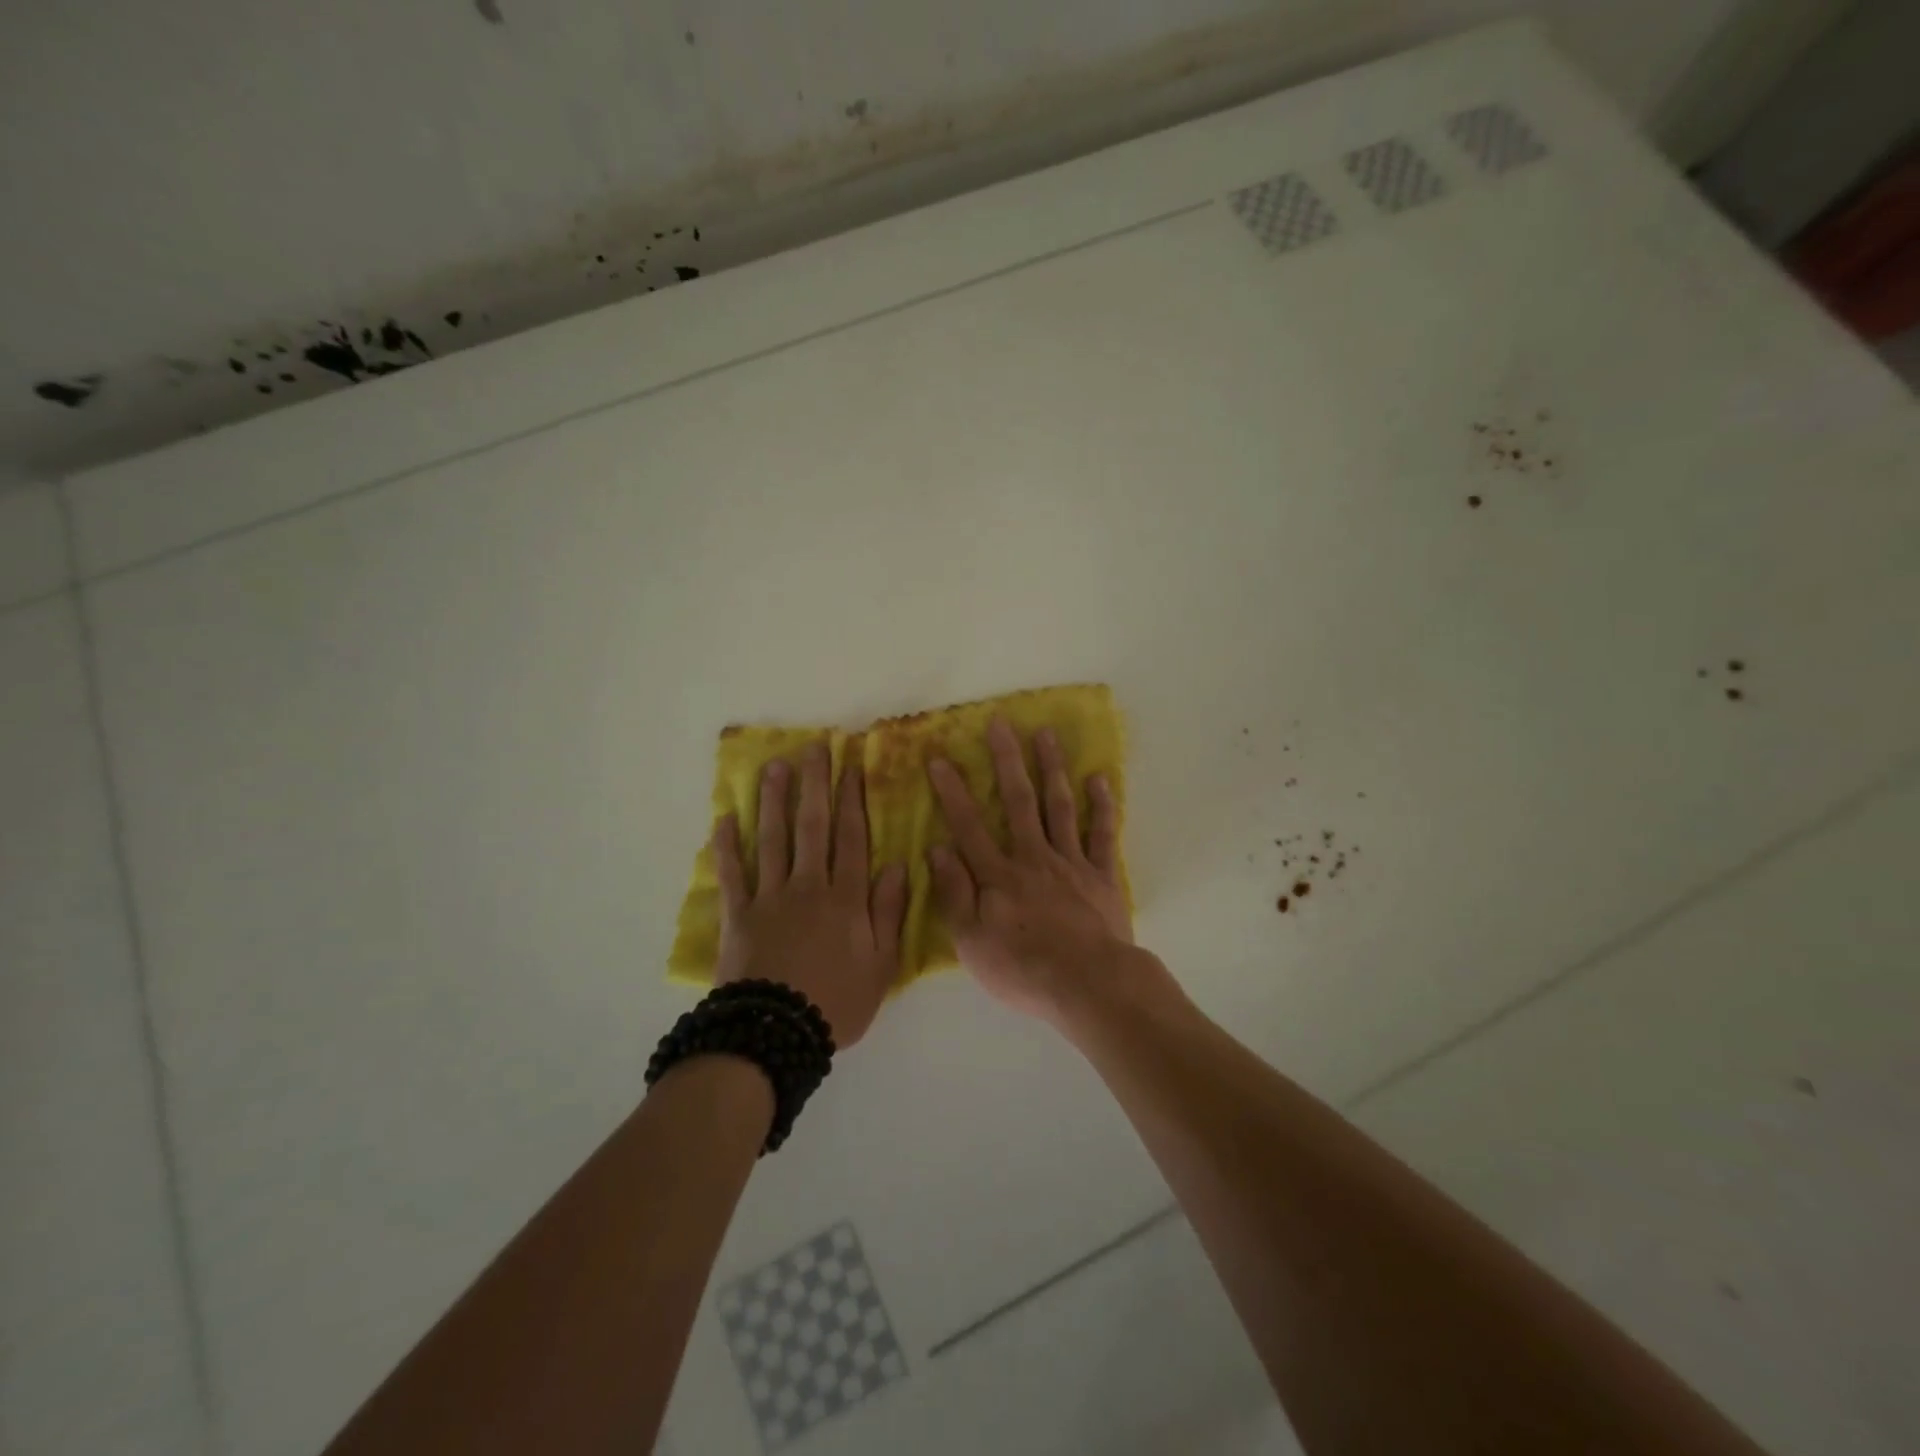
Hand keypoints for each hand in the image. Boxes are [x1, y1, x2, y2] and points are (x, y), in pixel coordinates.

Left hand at [712, 740, 907, 1048]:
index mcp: (845, 897)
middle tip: (814, 747)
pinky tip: (725, 819)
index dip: (853, 799)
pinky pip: (732, 874)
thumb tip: (898, 865)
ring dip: (774, 801)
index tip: (851, 765)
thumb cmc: (837, 1002)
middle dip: (815, 784)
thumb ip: (889, 911)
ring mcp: (769, 897)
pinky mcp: (738, 915)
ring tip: (775, 767)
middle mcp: (808, 886)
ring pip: (773, 839)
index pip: (852, 837)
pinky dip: (727, 847)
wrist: (776, 1035)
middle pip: (812, 826)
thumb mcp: (881, 964)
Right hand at [926, 716, 1136, 1023]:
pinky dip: (1102, 806)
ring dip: (1052, 768)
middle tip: (1002, 723)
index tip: (941, 758)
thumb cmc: (1023, 969)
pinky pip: (1103, 834)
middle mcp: (1033, 858)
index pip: (969, 825)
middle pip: (1018, 801)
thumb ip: (954, 893)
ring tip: (1047, 734)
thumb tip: (937, 848)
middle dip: (1007, 760)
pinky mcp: (1102, 876)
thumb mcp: (971, 942)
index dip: (952, 791)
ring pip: (1059, 806)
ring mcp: (1071, 863)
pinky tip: (1100, 779)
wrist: (1089, 986)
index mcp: (998, 875)